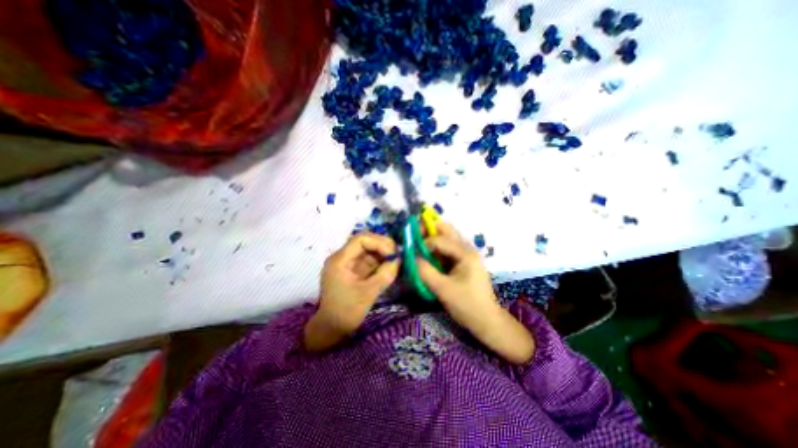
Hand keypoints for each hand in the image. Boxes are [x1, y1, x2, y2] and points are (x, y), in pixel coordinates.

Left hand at [303, 233, 399, 351]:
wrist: (332, 329)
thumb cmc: (346, 312)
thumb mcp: (367, 293)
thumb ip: (384, 275)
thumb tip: (399, 260)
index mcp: (340, 260)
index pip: (361, 239)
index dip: (379, 242)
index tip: (393, 254)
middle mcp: (344, 257)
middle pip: (366, 242)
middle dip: (383, 247)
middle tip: (398, 256)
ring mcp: (350, 263)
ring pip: (370, 250)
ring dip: (384, 254)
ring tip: (397, 261)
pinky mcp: (355, 270)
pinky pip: (370, 260)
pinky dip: (382, 262)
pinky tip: (391, 266)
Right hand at [419, 224, 535, 362]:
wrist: (486, 320)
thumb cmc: (467, 305)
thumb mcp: (443, 289)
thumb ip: (425, 271)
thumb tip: (410, 257)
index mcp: (465, 253)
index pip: (440, 239)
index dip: (423, 243)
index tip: (412, 253)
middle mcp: (467, 248)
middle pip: (446, 229)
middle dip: (428, 230)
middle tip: (414, 238)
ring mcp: (466, 253)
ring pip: (446, 237)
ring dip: (432, 238)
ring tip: (418, 246)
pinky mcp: (463, 260)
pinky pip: (447, 248)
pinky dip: (436, 249)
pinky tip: (428, 256)